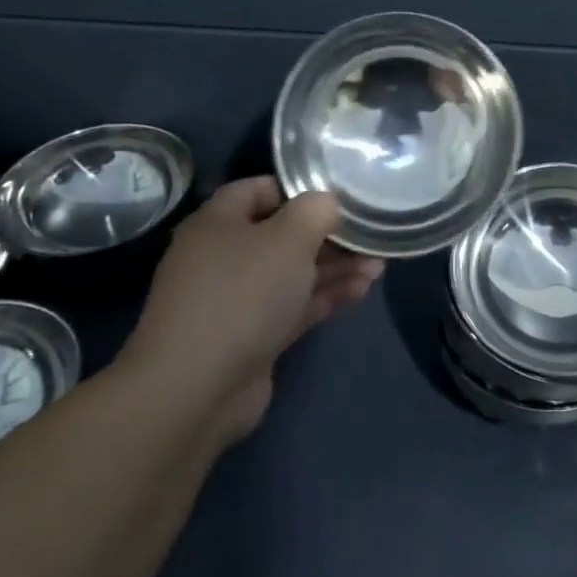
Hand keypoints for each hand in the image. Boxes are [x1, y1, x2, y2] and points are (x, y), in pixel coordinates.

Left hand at [116, 177, 382, 446]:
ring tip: (378, 265)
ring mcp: (236, 301)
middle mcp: (222, 258)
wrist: (197, 389)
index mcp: (217, 224)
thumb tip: (327, 202)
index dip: (297, 188)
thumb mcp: (288, 238)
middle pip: (282, 235)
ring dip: (334, 268)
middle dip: (328, 235)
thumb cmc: (243, 294)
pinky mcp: (252, 337)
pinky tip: (361, 290)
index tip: (338, 194)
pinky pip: (293, 307)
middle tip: (369, 234)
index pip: (257, 190)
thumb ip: (314, 211)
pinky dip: (324, 297)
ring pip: (292, 273)